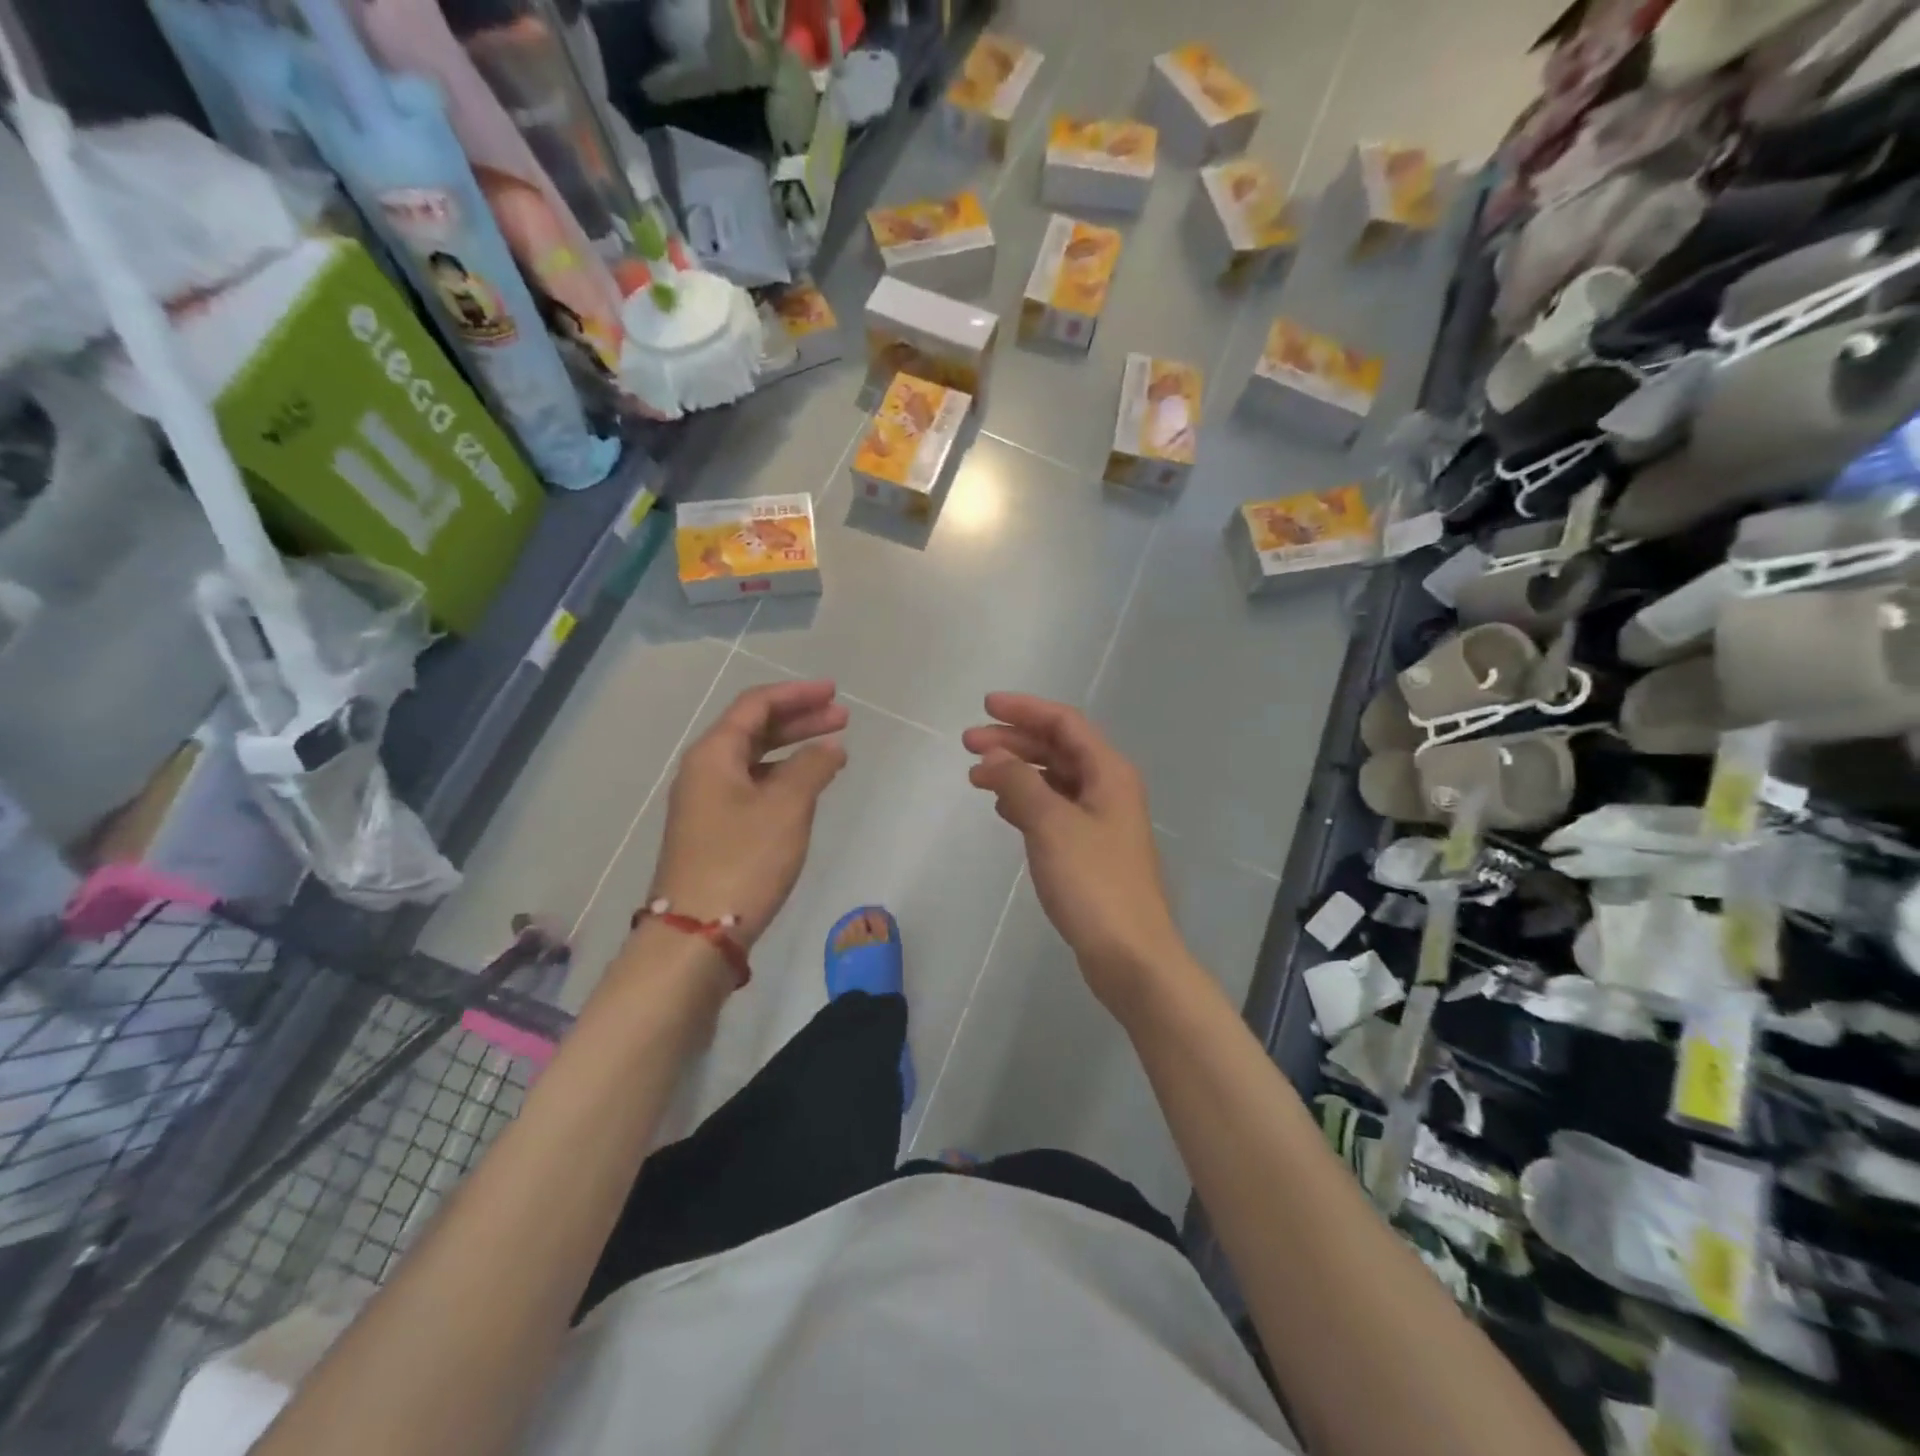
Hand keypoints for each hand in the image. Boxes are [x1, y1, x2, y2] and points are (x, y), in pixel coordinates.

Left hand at [648, 680, 847, 948]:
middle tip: (842, 717)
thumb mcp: (786, 808)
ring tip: (832, 751)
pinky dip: (782, 778)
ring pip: (754, 760)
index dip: (796, 694)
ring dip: (792, 749)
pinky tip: (806, 788)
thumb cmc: (743, 860)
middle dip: (799, 719)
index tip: (833, 692)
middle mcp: (704, 770)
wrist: (696, 934)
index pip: (756, 705)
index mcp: (713, 754)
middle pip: (754, 729)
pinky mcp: (714, 830)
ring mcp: (706, 802)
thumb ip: (812, 768)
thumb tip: (831, 748)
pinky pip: (752, 787)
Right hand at [964, 693, 1187, 1008]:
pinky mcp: (1090, 850)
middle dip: (1013, 742)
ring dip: (1016, 772)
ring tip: (976, 777)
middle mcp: (1108, 788)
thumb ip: (1019, 784)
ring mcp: (1100, 820)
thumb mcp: (1051, 825)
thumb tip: (992, 757)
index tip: (984, 707)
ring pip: (1053, 780)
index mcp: (1108, 772)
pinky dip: (1026, 802)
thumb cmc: (1094, 883)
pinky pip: (1054, 810)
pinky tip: (1003, 809)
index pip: (1064, 723)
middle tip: (968, 745)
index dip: (1024, 710)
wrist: (1130, 954)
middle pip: (1057, 749)